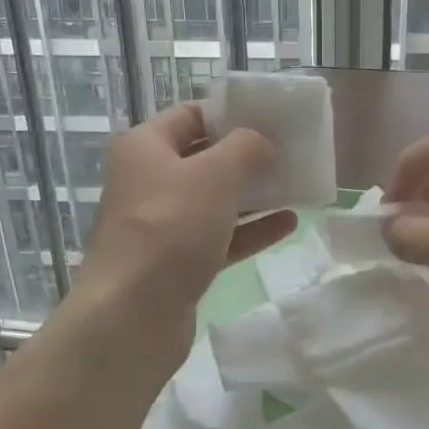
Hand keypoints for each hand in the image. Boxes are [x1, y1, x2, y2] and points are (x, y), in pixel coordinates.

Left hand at [66, 104, 296, 368]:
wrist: (131, 316)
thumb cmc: (171, 228)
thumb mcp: (216, 174)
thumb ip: (246, 148)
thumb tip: (262, 143)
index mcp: (145, 147)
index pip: (191, 115)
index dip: (230, 113)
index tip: (271, 117)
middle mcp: (148, 180)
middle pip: (204, 157)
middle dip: (247, 155)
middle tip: (290, 151)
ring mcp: (162, 224)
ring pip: (214, 199)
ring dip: (253, 193)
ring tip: (296, 184)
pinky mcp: (176, 262)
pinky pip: (220, 236)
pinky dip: (251, 229)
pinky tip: (288, 223)